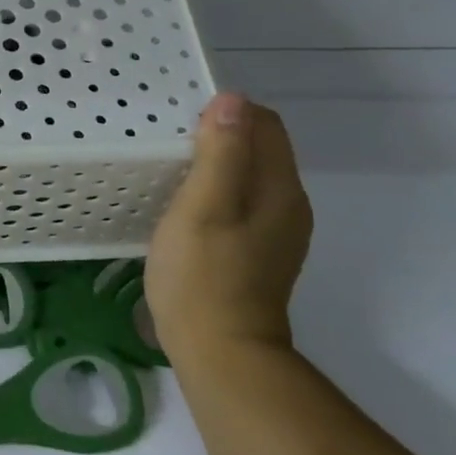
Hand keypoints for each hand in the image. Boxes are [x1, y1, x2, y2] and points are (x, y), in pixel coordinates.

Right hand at [146, 93, 312, 367]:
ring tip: (170, 170)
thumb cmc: (204, 276)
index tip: (181, 122)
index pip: (265, 124)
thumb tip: (232, 100)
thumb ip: (221, 153)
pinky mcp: (258, 253)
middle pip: (260, 148)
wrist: (221, 354)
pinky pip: (241, 203)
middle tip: (169, 142)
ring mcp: (275, 233)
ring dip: (215, 164)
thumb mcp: (204, 207)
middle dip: (220, 135)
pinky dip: (215, 192)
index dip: (227, 112)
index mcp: (279, 188)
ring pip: (249, 177)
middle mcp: (287, 205)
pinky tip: (184, 208)